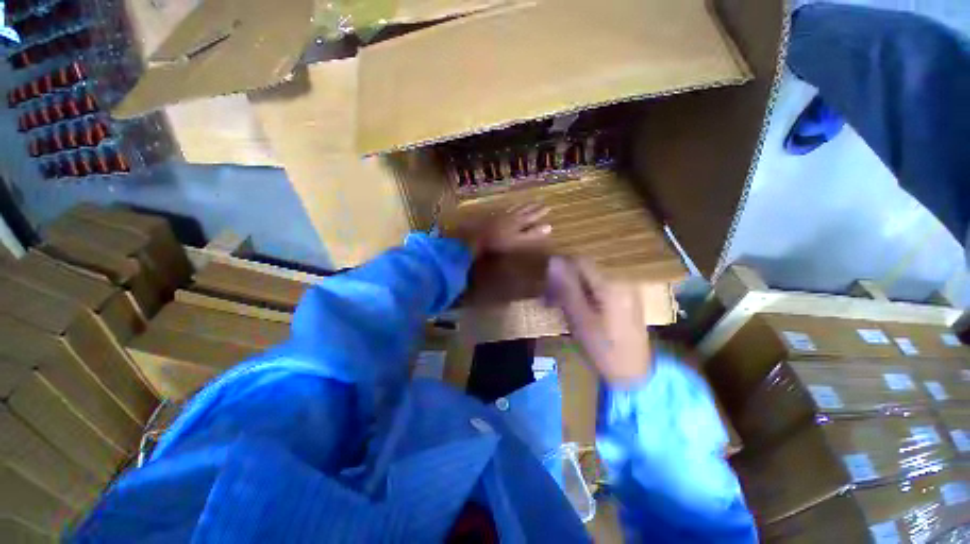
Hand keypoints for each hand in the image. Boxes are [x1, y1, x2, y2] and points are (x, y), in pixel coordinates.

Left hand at [452, 203, 552, 257]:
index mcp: (519, 221)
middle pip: (524, 209)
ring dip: (522, 205)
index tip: (548, 207)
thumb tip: (549, 227)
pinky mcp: (492, 217)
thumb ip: (533, 234)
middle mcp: (511, 215)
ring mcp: (501, 215)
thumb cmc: (500, 242)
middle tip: (540, 201)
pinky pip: (504, 209)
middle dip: (532, 206)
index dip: (540, 212)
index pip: (533, 215)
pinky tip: (508, 208)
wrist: (478, 238)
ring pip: (514, 208)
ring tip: (527, 202)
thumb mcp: (519, 240)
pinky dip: (510, 207)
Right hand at [545, 256, 650, 385]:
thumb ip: (567, 288)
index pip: (580, 261)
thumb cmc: (603, 349)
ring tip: (558, 307)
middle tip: (549, 300)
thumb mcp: (580, 319)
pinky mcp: (625, 299)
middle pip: (585, 269)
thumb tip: (553, 260)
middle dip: (564, 280)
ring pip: (590, 279)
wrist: (634, 374)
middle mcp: (621, 280)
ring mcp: (625, 290)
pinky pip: (598, 288)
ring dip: (571, 288)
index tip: (546, 286)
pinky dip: (583, 295)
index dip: (559, 269)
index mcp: (610, 284)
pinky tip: (575, 309)